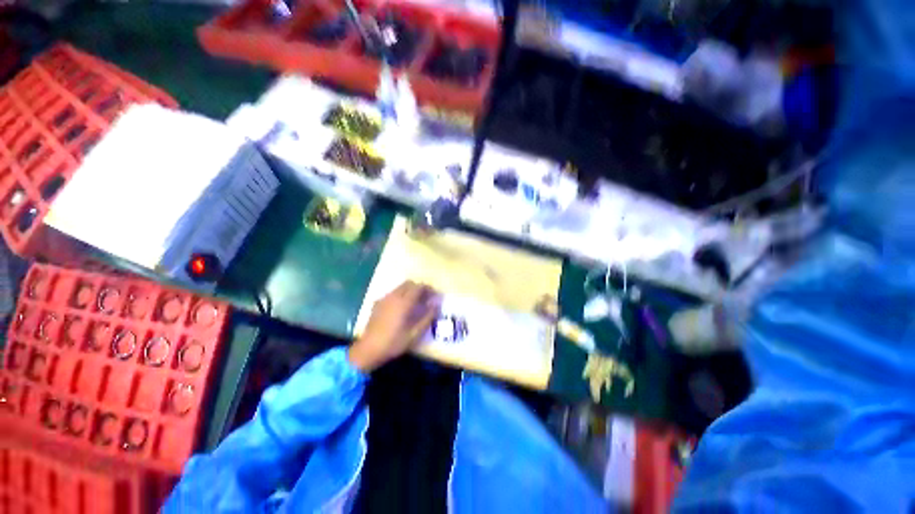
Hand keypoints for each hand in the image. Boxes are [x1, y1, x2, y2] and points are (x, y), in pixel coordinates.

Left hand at [348, 281, 440, 371]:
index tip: (435, 295)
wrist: (368, 350)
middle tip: (426, 298)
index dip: (429, 289)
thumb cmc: (394, 343)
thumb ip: (427, 317)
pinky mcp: (377, 303)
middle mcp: (393, 296)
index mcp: (404, 302)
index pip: (419, 287)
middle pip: (409, 283)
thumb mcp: (414, 333)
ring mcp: (384, 299)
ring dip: (410, 291)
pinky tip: (401, 308)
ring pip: (400, 287)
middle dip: (419, 288)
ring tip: (415, 303)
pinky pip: (392, 293)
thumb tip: (436, 305)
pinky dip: (400, 295)